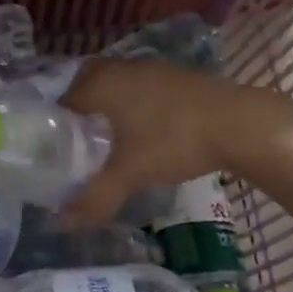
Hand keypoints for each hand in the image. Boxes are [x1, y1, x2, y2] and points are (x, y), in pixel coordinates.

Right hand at [59, 59, 292, 221]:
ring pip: (114, 84)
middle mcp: (120, 68)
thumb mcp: (130, 174)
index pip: (61, 100)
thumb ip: (94, 198)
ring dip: (107, 105)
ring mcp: (150, 68)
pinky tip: (142, 129)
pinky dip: (132, 104)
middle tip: (75, 141)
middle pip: (85, 85)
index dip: (52, 125)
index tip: (50, 149)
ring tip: (105, 138)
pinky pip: (139, 87)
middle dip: (78, 110)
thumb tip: (61, 223)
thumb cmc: (174, 141)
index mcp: (100, 84)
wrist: (241, 124)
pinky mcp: (175, 76)